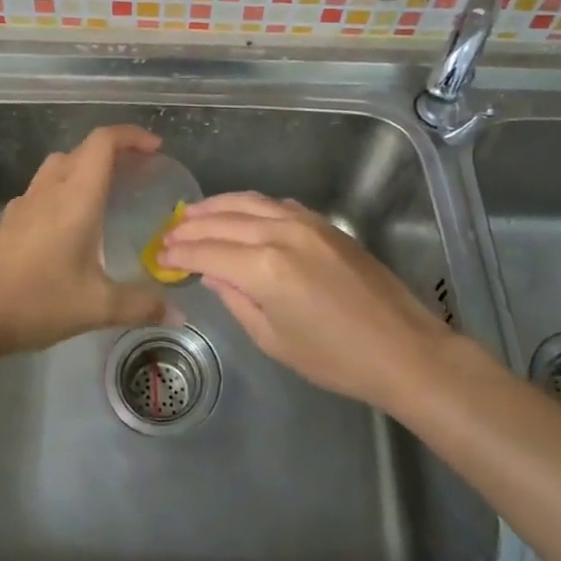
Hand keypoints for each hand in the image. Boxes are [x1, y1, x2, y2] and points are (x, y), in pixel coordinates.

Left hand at [0, 125, 168, 358]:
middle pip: (83, 150)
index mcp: (75, 197)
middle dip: (114, 152)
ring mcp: (25, 203)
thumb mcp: (96, 306)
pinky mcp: (10, 220)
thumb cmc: (36, 301)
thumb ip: (140, 306)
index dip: (131, 136)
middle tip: (140, 173)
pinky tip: (71, 222)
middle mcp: (50, 190)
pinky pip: (43, 187)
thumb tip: (177, 314)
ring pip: (59, 165)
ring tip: (108, 193)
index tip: (155, 148)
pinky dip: (64, 188)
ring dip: (86, 166)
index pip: (103, 142)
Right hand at [160, 192, 448, 410]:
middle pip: (223, 221)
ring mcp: (305, 223)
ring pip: (249, 202)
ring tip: (192, 213)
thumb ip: (237, 300)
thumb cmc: (334, 358)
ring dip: (216, 206)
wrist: (401, 348)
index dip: (179, 254)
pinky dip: (250, 205)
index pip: (207, 253)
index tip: (158, 255)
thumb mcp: (274, 339)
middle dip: (191, 226)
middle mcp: (280, 234)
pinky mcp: (324, 223)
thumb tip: (212, 275)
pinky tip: (240, 214)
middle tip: (168, 233)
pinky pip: (276, 204)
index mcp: (264, 268)